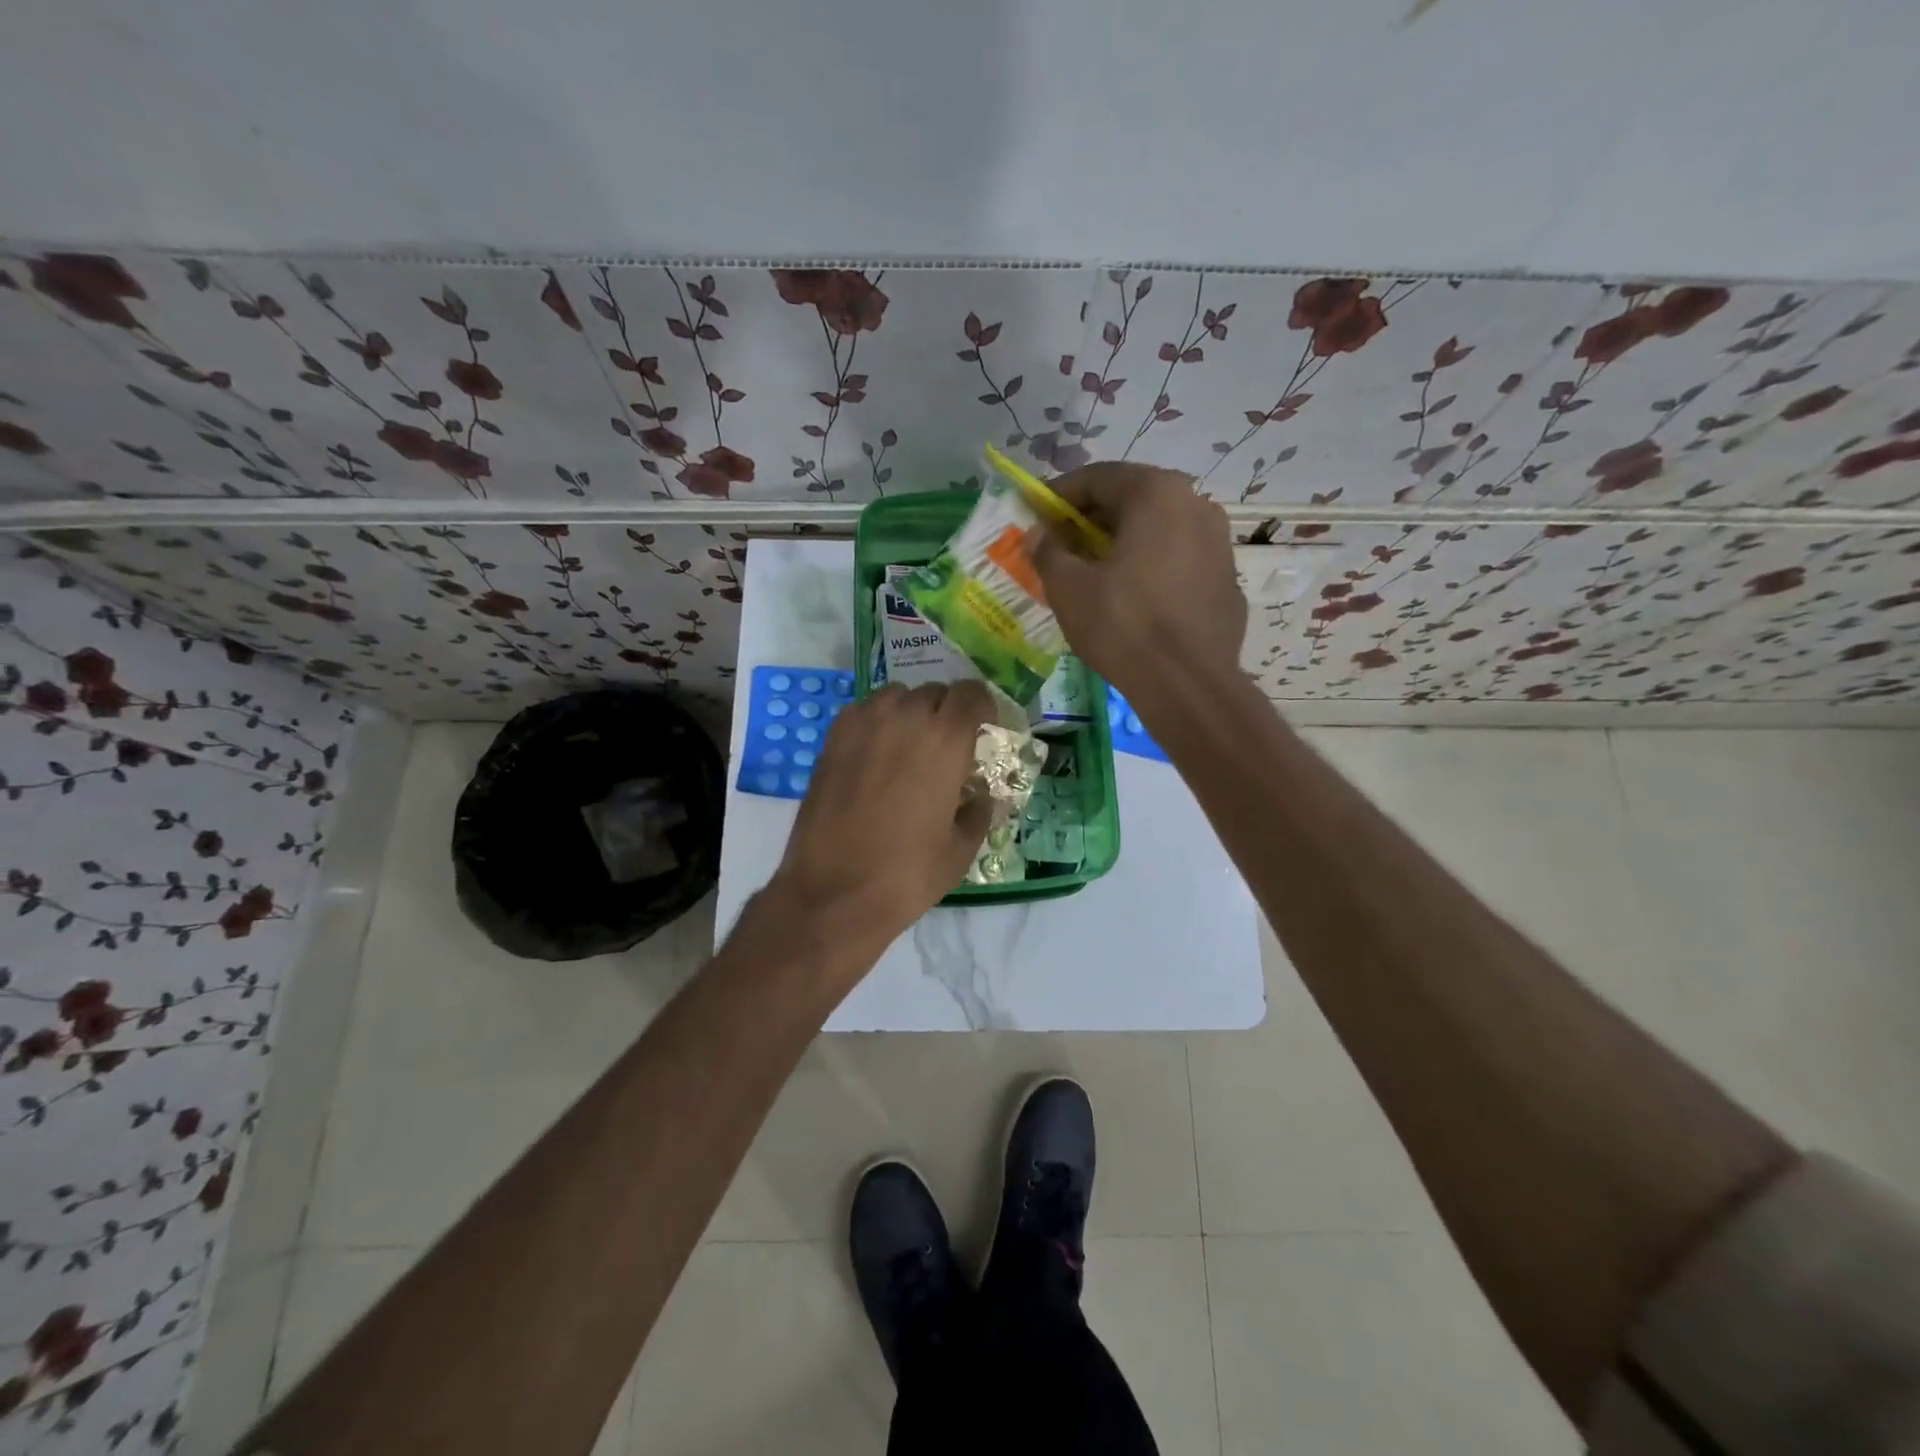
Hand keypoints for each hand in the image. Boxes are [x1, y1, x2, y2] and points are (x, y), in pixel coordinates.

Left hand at [767, 681, 994, 948]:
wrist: (833, 892)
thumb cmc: (907, 873)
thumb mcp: (961, 848)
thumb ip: (978, 810)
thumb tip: (979, 794)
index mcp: (945, 739)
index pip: (972, 693)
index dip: (982, 708)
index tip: (983, 730)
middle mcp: (904, 718)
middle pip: (935, 692)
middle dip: (947, 713)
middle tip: (947, 748)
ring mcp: (863, 724)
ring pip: (897, 696)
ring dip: (910, 713)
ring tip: (909, 748)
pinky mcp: (832, 739)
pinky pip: (864, 712)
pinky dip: (877, 723)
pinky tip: (876, 756)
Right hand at [1031, 462, 1246, 711]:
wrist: (1188, 684)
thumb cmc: (1123, 626)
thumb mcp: (1069, 588)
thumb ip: (1048, 552)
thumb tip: (1038, 535)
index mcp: (1156, 493)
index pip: (1097, 477)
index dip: (1058, 495)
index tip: (1034, 514)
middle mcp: (1195, 504)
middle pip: (1131, 499)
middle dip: (1090, 519)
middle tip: (1059, 544)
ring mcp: (1218, 541)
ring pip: (1157, 529)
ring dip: (1120, 542)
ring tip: (1092, 571)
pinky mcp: (1226, 578)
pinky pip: (1177, 558)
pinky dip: (1148, 565)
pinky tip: (1130, 596)